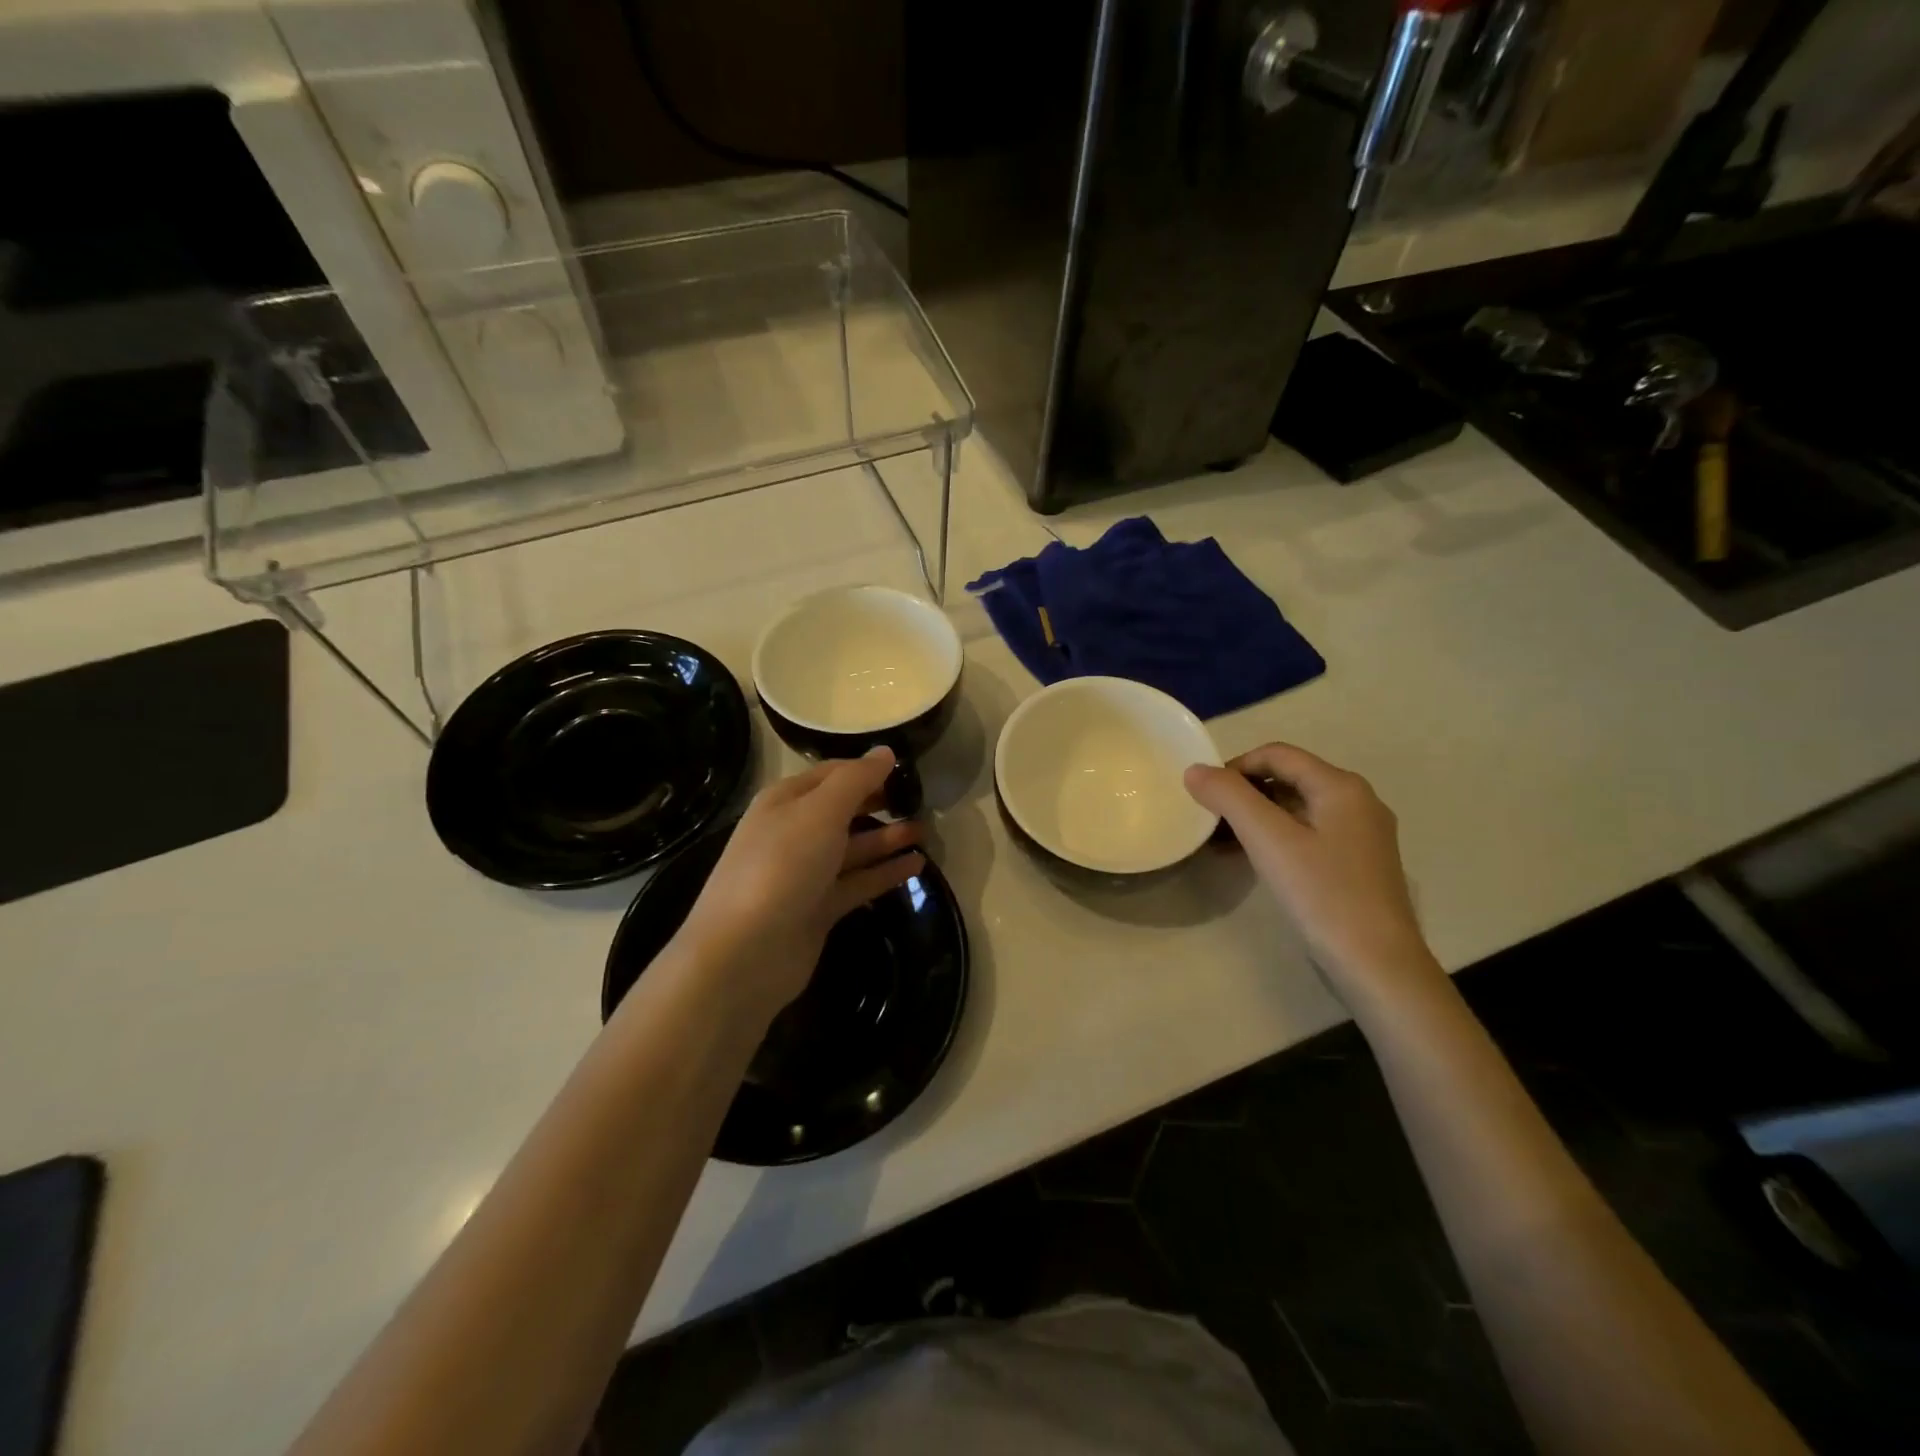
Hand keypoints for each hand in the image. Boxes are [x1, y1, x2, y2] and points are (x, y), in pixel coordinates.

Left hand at [676, 749, 924, 1021]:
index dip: (867, 769)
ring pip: (853, 848)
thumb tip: (885, 752)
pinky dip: (885, 873)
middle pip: (843, 810)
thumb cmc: (782, 867)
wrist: (744, 953)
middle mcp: (794, 833)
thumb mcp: (820, 812)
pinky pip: (858, 883)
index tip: (908, 769)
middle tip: (921, 800)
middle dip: (879, 803)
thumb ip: (856, 780)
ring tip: (926, 832)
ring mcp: (805, 874)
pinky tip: (917, 866)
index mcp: (785, 801)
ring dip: (887, 839)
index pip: (832, 774)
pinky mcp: (818, 909)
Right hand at [1185, 744, 1441, 1009]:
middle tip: (1208, 821)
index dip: (1234, 767)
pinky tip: (1250, 860)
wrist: (1378, 966)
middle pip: (1287, 779)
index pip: (1276, 754)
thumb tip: (1195, 770)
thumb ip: (1230, 798)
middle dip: (1242, 794)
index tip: (1204, 795)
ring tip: (1220, 842)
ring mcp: (1360, 835)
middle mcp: (1356, 801)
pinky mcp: (1356, 864)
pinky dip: (1274, 838)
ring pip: (1295, 809)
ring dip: (1254, 818)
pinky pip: (1306, 834)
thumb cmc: (1323, 894)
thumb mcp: (1269, 841)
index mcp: (1340, 786)